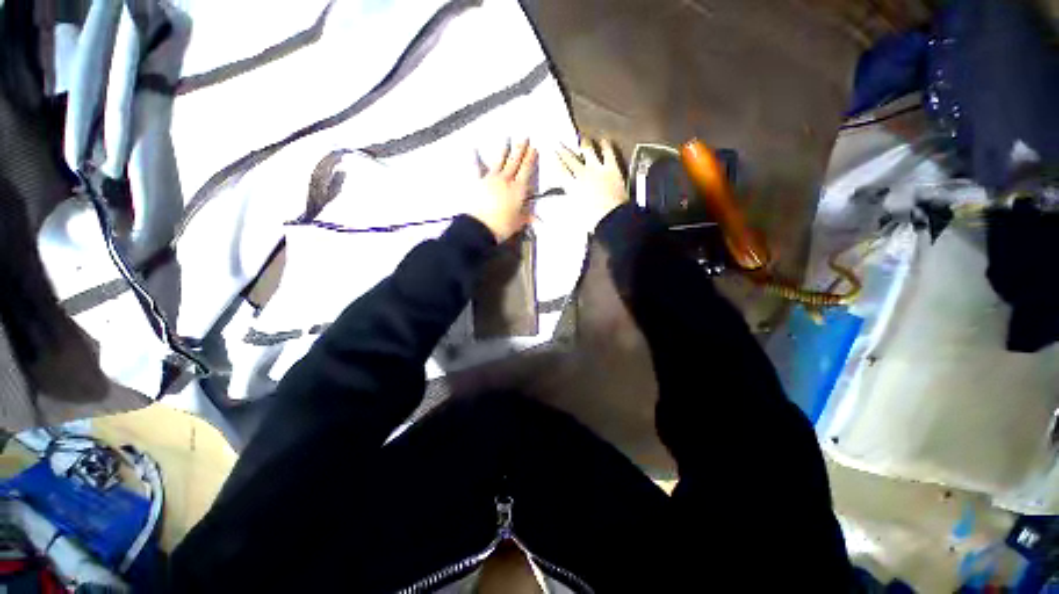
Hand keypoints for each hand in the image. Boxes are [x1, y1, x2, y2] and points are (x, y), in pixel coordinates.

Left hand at [470, 139, 538, 242]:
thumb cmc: (502, 226)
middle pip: (514, 162)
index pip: (526, 171)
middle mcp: (506, 180)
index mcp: (518, 189)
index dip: (531, 159)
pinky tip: (473, 149)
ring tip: (507, 138)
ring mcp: (491, 179)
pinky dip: (475, 158)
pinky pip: (477, 168)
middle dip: (520, 149)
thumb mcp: (518, 223)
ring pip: (499, 161)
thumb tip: (538, 220)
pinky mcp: (478, 182)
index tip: (534, 148)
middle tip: (524, 137)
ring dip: (504, 150)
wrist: (480, 227)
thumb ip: (527, 217)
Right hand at [557, 137, 628, 232]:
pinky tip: (604, 141)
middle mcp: (582, 175)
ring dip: (584, 143)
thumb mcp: (576, 213)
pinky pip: (607, 152)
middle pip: (570, 159)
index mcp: (572, 187)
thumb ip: (571, 203)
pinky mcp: (611, 168)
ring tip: (581, 138)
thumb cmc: (592, 220)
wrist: (611, 218)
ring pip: (588, 150)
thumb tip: (568, 200)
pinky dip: (605, 145)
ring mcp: (597, 169)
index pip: (561, 171)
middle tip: (559, 143)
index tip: (552, 154)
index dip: (556, 161)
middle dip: (563, 150)